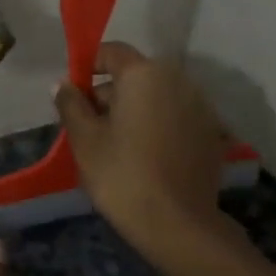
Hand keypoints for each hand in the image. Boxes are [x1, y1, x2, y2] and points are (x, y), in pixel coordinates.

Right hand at [53, 41, 232, 264]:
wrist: (177, 223)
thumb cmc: (121, 174)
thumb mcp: (84, 139)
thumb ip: (71, 104)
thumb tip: (63, 84)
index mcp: (144, 74)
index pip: (111, 52)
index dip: (88, 66)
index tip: (73, 95)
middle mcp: (178, 80)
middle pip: (136, 75)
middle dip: (111, 93)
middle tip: (90, 126)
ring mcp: (200, 106)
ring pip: (157, 97)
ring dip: (136, 110)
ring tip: (117, 143)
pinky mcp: (212, 133)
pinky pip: (176, 117)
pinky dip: (158, 126)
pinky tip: (146, 155)